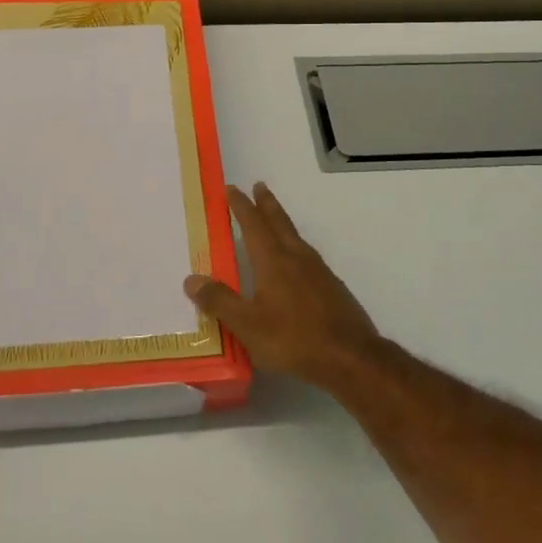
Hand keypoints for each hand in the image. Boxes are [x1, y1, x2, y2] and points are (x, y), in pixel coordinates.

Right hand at [184, 182, 382, 389]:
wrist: (350, 356)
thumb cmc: (294, 339)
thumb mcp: (248, 325)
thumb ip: (220, 302)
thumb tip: (191, 279)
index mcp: (274, 262)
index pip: (254, 226)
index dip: (242, 207)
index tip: (232, 189)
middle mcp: (297, 258)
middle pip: (280, 222)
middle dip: (267, 204)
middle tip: (259, 186)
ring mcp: (318, 272)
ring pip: (296, 237)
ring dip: (282, 222)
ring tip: (274, 219)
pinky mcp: (332, 287)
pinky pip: (308, 256)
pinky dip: (295, 246)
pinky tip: (296, 261)